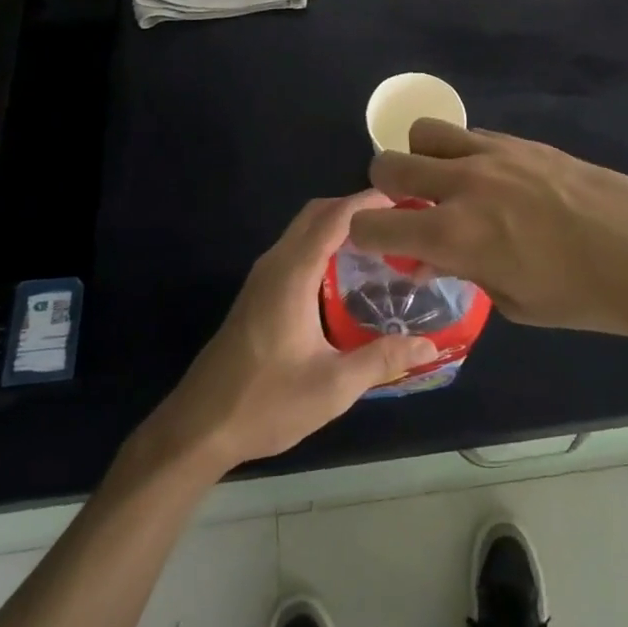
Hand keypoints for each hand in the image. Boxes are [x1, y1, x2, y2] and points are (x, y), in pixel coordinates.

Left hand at [137, 192, 437, 475]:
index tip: (405, 199)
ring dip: (338, 224)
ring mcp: (262, 276)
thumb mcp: (333, 386)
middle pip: (317, 212)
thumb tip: (428, 345)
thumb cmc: (266, 403)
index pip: (335, 217)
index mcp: (293, 273)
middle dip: (357, 207)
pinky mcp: (258, 292)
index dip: (369, 201)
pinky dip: (324, 243)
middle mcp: (275, 263)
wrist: (199, 427)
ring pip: (304, 229)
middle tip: (398, 222)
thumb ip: (382, 359)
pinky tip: (347, 273)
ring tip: (380, 243)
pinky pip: (296, 247)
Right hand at [348, 120, 627, 348]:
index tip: (381, 246)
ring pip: (424, 132)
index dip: (366, 237)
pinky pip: (471, 135)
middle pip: (388, 165)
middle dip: (386, 190)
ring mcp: (492, 154)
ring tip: (448, 183)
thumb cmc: (582, 296)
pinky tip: (495, 180)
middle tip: (411, 209)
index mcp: (452, 234)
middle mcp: (461, 183)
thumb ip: (466, 272)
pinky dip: (465, 154)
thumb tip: (438, 258)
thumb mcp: (514, 302)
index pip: (372, 225)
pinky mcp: (521, 141)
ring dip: (422, 157)